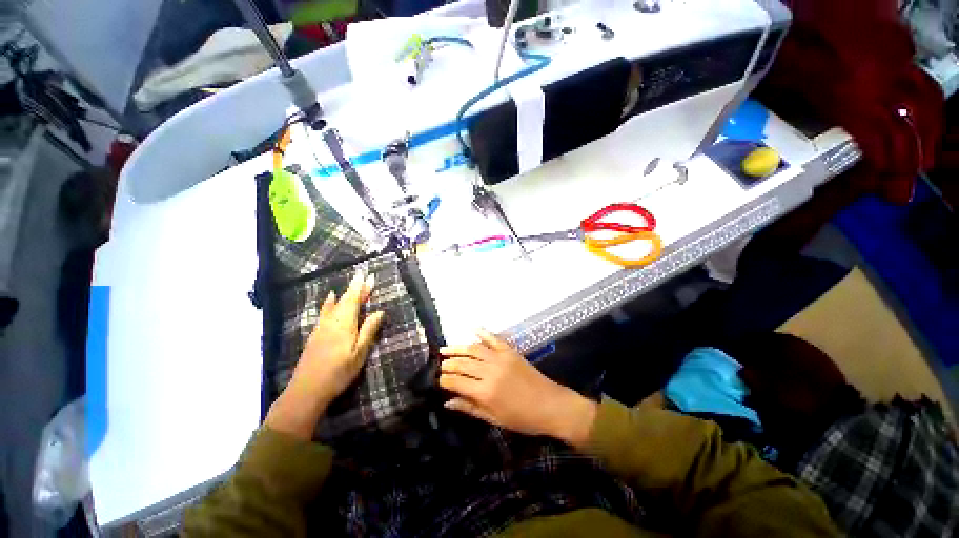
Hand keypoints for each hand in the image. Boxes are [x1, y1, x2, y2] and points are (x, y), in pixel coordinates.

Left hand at [265, 270, 384, 439]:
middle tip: (363, 276)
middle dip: (355, 288)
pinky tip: (329, 299)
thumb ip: (368, 331)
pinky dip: (329, 302)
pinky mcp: (315, 335)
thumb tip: (379, 311)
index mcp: (344, 325)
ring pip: (334, 305)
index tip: (367, 275)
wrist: (306, 391)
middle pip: (344, 300)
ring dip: (345, 293)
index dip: (361, 288)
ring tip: (351, 283)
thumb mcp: (359, 353)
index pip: (353, 301)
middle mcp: (331, 322)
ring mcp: (321, 328)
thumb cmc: (338, 373)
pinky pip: (324, 311)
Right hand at [439, 330, 596, 447]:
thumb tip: (448, 402)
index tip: (438, 380)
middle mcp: (490, 371)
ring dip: (457, 347)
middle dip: (449, 364)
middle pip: (463, 363)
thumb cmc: (522, 418)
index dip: (445, 380)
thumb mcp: (494, 419)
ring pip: (474, 348)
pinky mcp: (510, 351)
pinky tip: (471, 329)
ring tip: (445, 349)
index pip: (457, 382)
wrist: (550, 405)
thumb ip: (470, 408)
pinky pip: (493, 338)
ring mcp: (501, 358)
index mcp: (485, 392)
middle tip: (440, 364)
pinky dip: (482, 332)